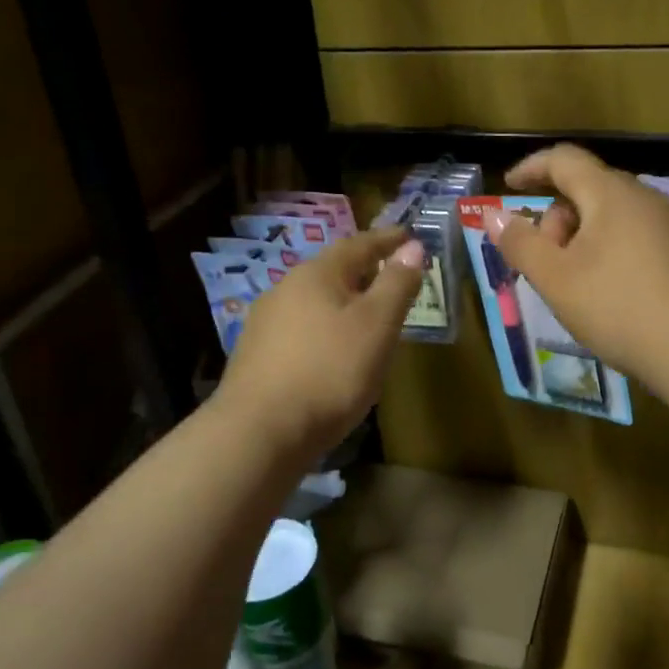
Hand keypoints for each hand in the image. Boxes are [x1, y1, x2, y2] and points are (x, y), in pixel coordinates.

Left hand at [214, 227, 424, 457]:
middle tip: (392, 279)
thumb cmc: (329, 371)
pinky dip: (324, 330)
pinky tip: (332, 353)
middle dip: (364, 272)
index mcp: (316, 274)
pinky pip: (300, 330)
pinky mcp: (256, 355)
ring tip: (366, 319)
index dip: (387, 240)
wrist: (259, 432)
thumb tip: (412, 246)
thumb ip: (396, 284)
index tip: (409, 236)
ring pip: (314, 302)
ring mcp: (265, 323)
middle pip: (332, 271)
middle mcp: (285, 289)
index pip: (358, 244)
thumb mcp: (376, 326)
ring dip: (342, 303)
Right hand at [486, 145, 668, 383]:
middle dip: (557, 218)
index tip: (509, 186)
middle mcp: (646, 197)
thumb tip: (495, 217)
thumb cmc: (618, 308)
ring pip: (613, 215)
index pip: (564, 159)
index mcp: (611, 193)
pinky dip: (611, 250)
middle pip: (588, 189)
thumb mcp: (555, 279)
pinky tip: (612, 292)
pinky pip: (637, 235)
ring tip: (576, 283)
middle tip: (546, 262)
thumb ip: (521, 244)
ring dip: (583, 237)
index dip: (531, 168)